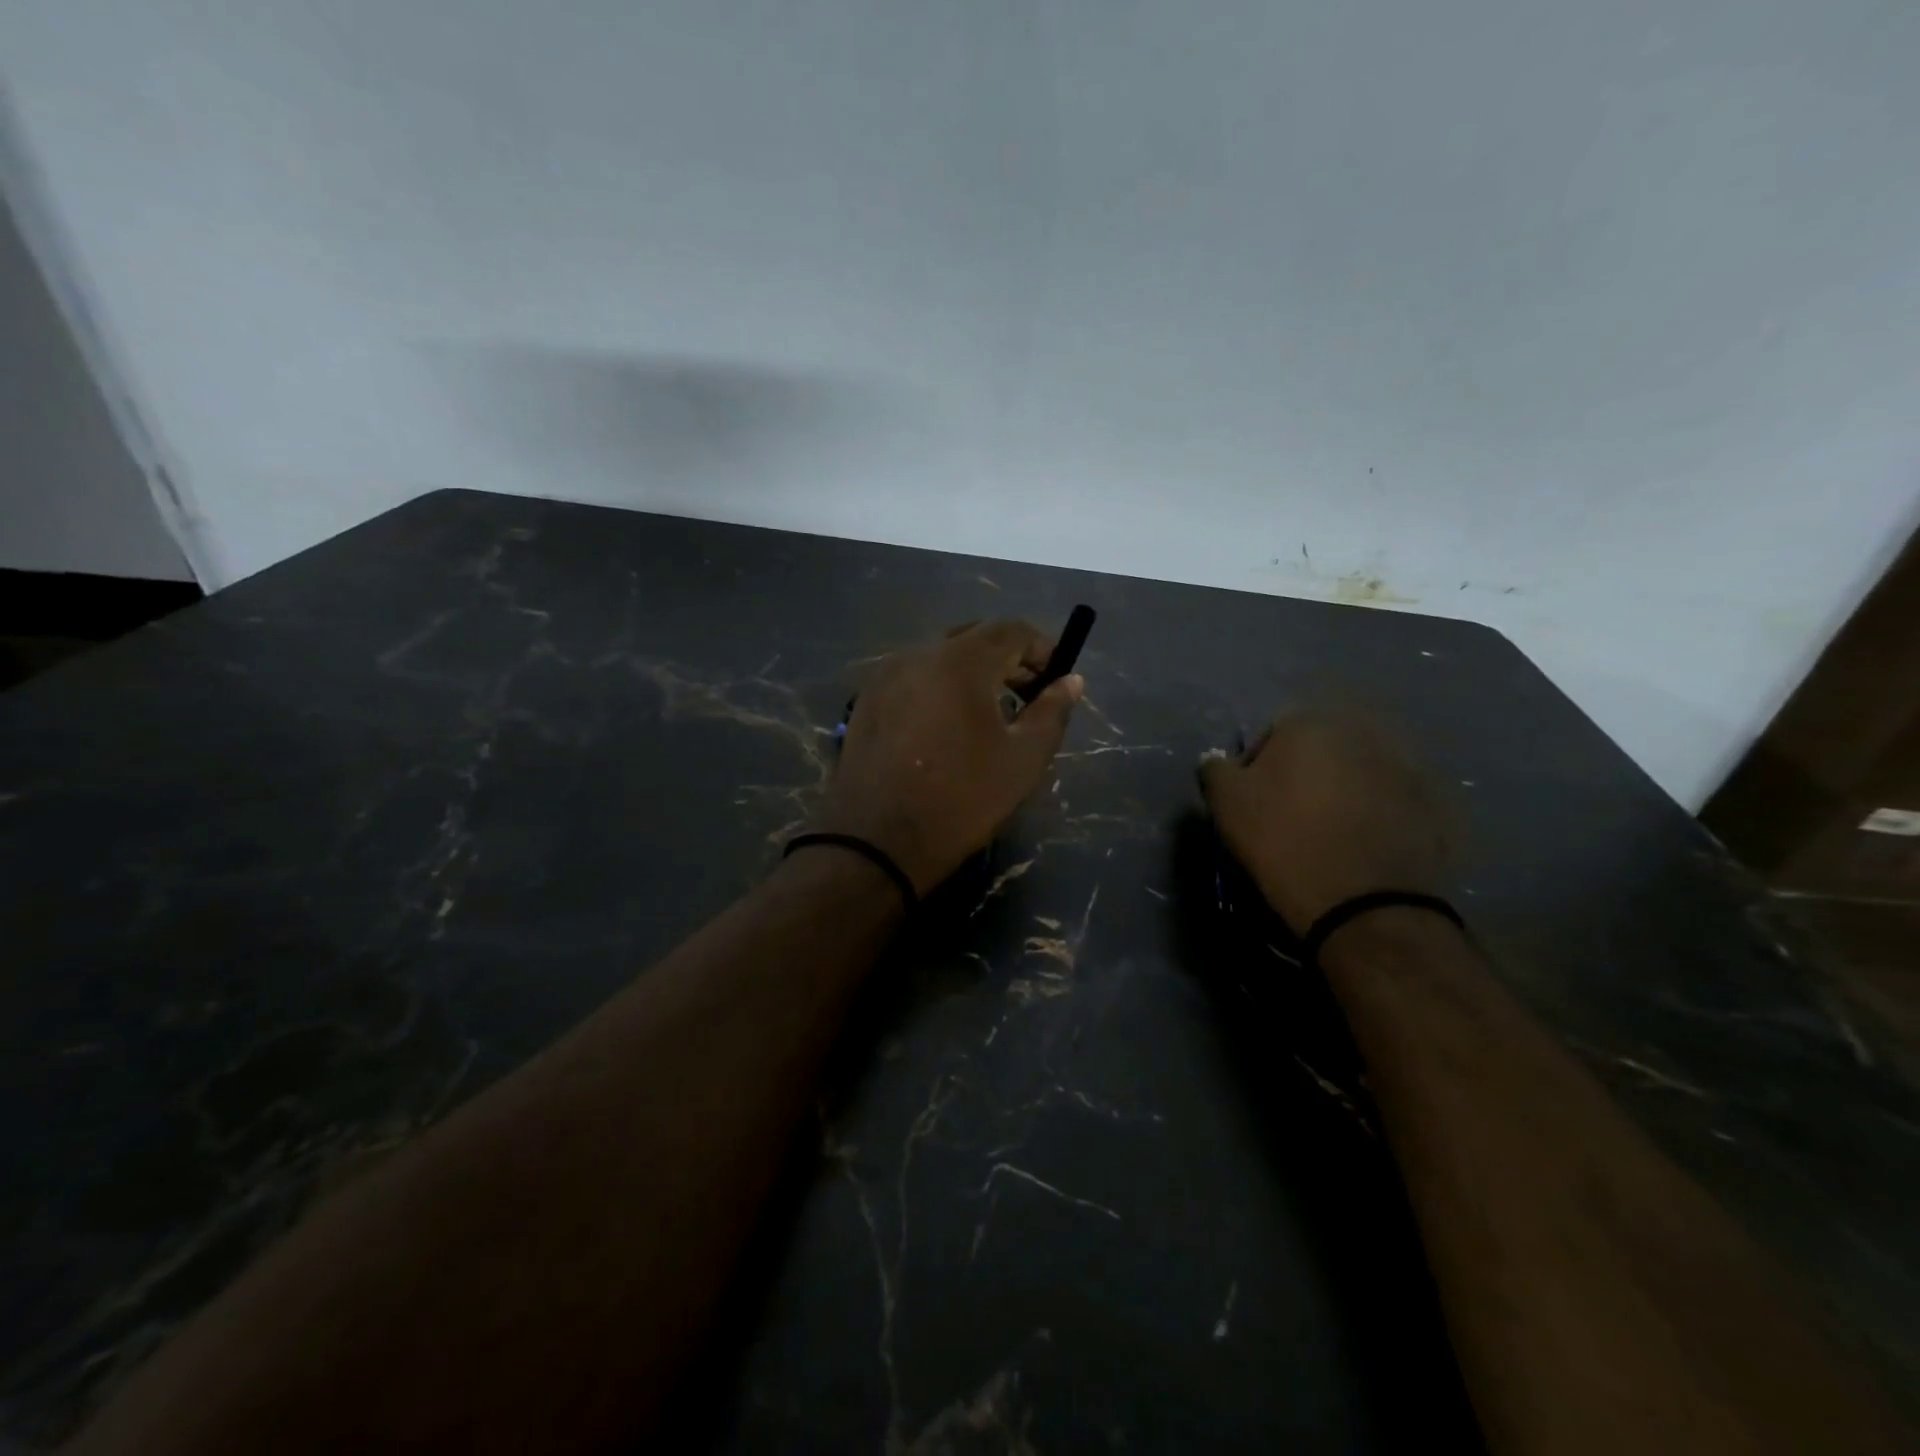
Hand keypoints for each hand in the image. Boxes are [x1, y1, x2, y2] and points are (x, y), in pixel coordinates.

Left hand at [814, 620, 1082, 893]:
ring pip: (940, 657)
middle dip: (1008, 660)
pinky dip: (939, 688)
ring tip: (989, 716)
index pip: (1011, 630)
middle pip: (973, 638)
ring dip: (972, 674)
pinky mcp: (866, 701)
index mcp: (959, 661)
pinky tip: (947, 728)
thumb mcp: (1023, 760)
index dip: (1042, 648)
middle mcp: (917, 654)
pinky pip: (913, 678)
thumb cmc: (961, 799)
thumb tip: (1071, 681)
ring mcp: (884, 676)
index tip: (1057, 680)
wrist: (876, 842)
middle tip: (1029, 697)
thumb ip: (1052, 712)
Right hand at [1199, 710, 1448, 932]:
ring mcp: (1404, 767)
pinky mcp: (1434, 804)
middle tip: (1293, 815)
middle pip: (1322, 749)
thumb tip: (1219, 761)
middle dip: (1307, 774)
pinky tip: (1365, 846)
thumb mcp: (1227, 803)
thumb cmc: (1283, 840)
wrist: (1363, 903)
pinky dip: (1379, 815)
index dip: (1259, 766)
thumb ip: (1216, 769)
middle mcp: (1362, 733)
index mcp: (1310, 724)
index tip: (1256, 800)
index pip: (1273, 732)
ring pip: (1359, 774)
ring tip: (1331, 833)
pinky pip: (1393, 801)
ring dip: (1344, 793)